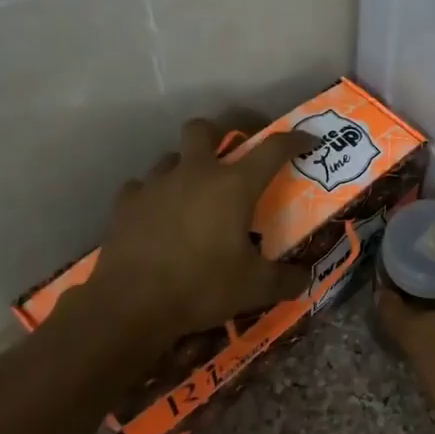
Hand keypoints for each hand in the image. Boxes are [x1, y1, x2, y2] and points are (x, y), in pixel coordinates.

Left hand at [80, 116, 317, 339]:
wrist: (130, 304)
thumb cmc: (201, 287)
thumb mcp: (255, 289)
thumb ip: (286, 279)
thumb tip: (306, 277)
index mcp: (233, 186)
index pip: (273, 149)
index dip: (295, 140)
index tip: (308, 140)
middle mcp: (194, 174)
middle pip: (205, 129)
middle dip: (221, 133)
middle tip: (232, 154)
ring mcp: (155, 185)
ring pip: (172, 157)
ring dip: (187, 166)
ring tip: (195, 193)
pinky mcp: (126, 204)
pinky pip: (143, 186)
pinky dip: (155, 195)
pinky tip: (159, 215)